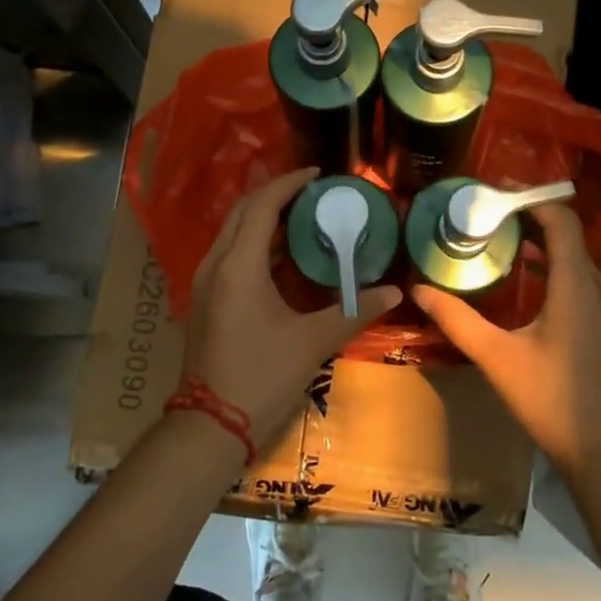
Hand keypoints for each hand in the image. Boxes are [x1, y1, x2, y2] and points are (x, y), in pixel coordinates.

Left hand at [182, 167, 401, 445]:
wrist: (211, 425)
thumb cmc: (262, 377)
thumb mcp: (313, 342)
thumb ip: (354, 311)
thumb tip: (396, 292)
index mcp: (239, 266)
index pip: (262, 206)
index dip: (289, 184)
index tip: (318, 175)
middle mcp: (215, 264)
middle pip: (242, 211)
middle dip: (275, 194)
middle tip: (312, 192)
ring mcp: (205, 282)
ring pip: (232, 231)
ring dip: (263, 217)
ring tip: (302, 216)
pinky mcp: (205, 299)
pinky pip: (229, 253)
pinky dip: (255, 242)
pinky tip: (282, 256)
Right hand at [413, 204, 600, 482]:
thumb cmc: (552, 400)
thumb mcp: (497, 358)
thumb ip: (457, 320)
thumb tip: (418, 289)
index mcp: (576, 286)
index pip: (561, 221)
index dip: (531, 201)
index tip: (494, 197)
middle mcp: (598, 289)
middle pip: (568, 237)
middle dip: (529, 222)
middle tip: (487, 222)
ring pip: (575, 261)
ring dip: (541, 248)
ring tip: (500, 247)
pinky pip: (581, 282)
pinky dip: (553, 271)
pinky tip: (526, 290)